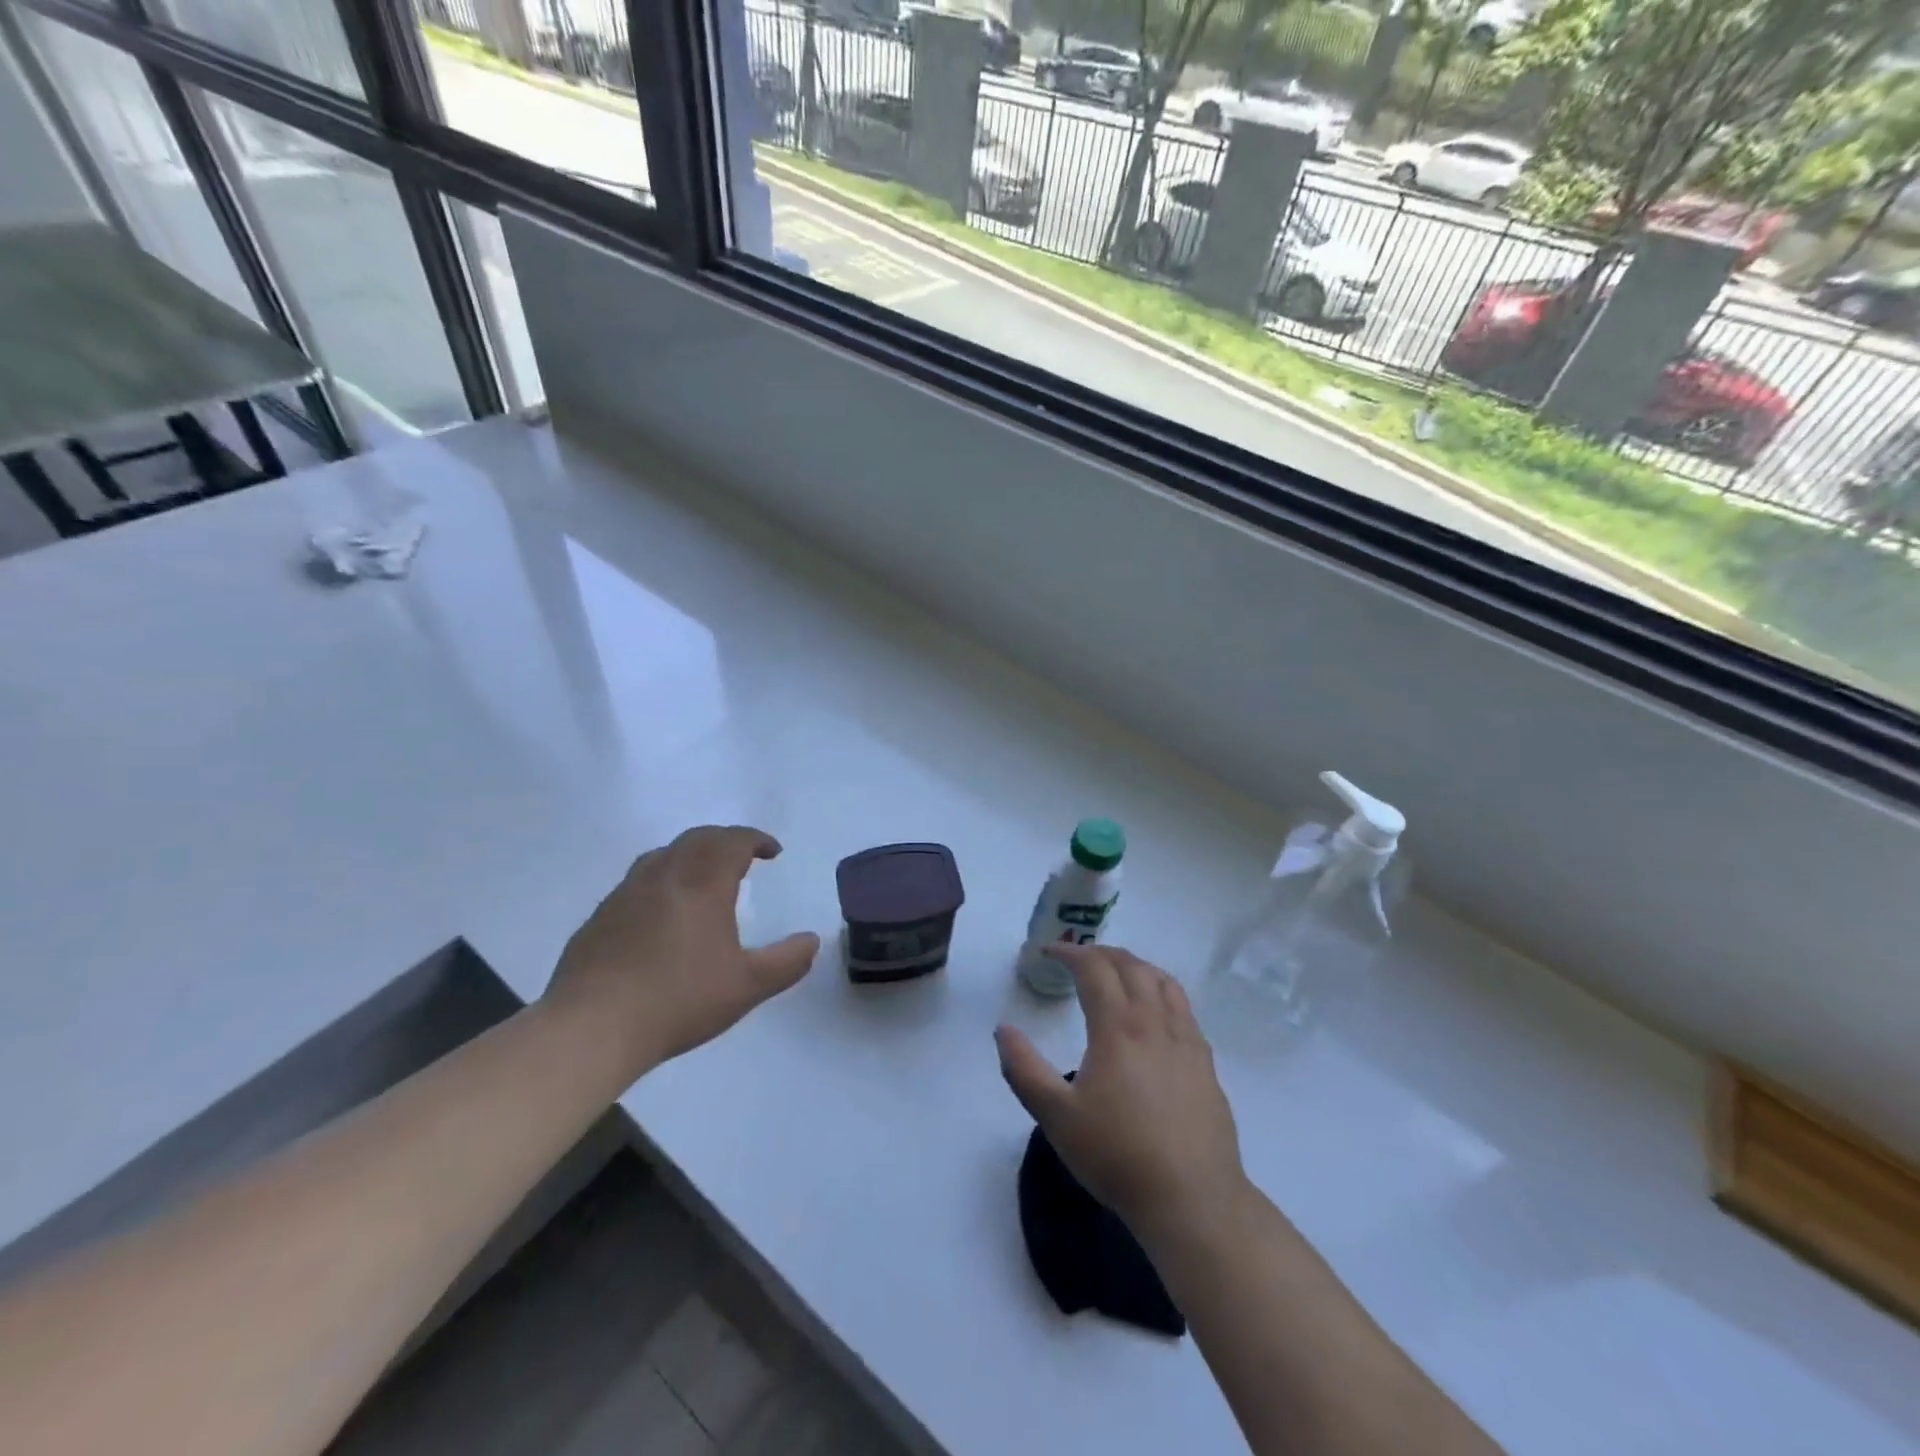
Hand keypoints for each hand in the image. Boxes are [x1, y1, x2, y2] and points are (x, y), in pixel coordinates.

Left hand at [544, 826, 819, 1078]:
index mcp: (702, 883)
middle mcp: (664, 875)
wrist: (591, 1028)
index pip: (733, 841)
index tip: (773, 852)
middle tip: (743, 857)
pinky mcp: (600, 916)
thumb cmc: (678, 1001)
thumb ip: (786, 962)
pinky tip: (662, 913)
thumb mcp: (747, 987)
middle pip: (698, 839)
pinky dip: (662, 880)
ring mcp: (626, 893)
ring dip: (691, 855)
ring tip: (703, 877)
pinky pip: (638, 881)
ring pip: (664, 855)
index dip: (756, 839)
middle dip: (726, 840)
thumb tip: (812, 941)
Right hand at [995, 944, 1246, 1242]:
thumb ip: (1024, 1069)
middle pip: (1131, 966)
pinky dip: (1163, 990)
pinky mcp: (1206, 1064)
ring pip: (1163, 982)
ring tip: (1118, 972)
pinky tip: (1156, 1012)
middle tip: (1079, 957)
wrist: (1192, 1199)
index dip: (1070, 953)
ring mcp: (1186, 1041)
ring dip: (1136, 965)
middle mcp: (1154, 1023)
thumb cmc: (1117, 1155)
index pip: (1094, 969)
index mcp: (1118, 1028)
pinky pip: (1184, 1008)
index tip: (1049, 952)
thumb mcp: (1056, 1116)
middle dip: (1102, 953)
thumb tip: (1002, 1029)